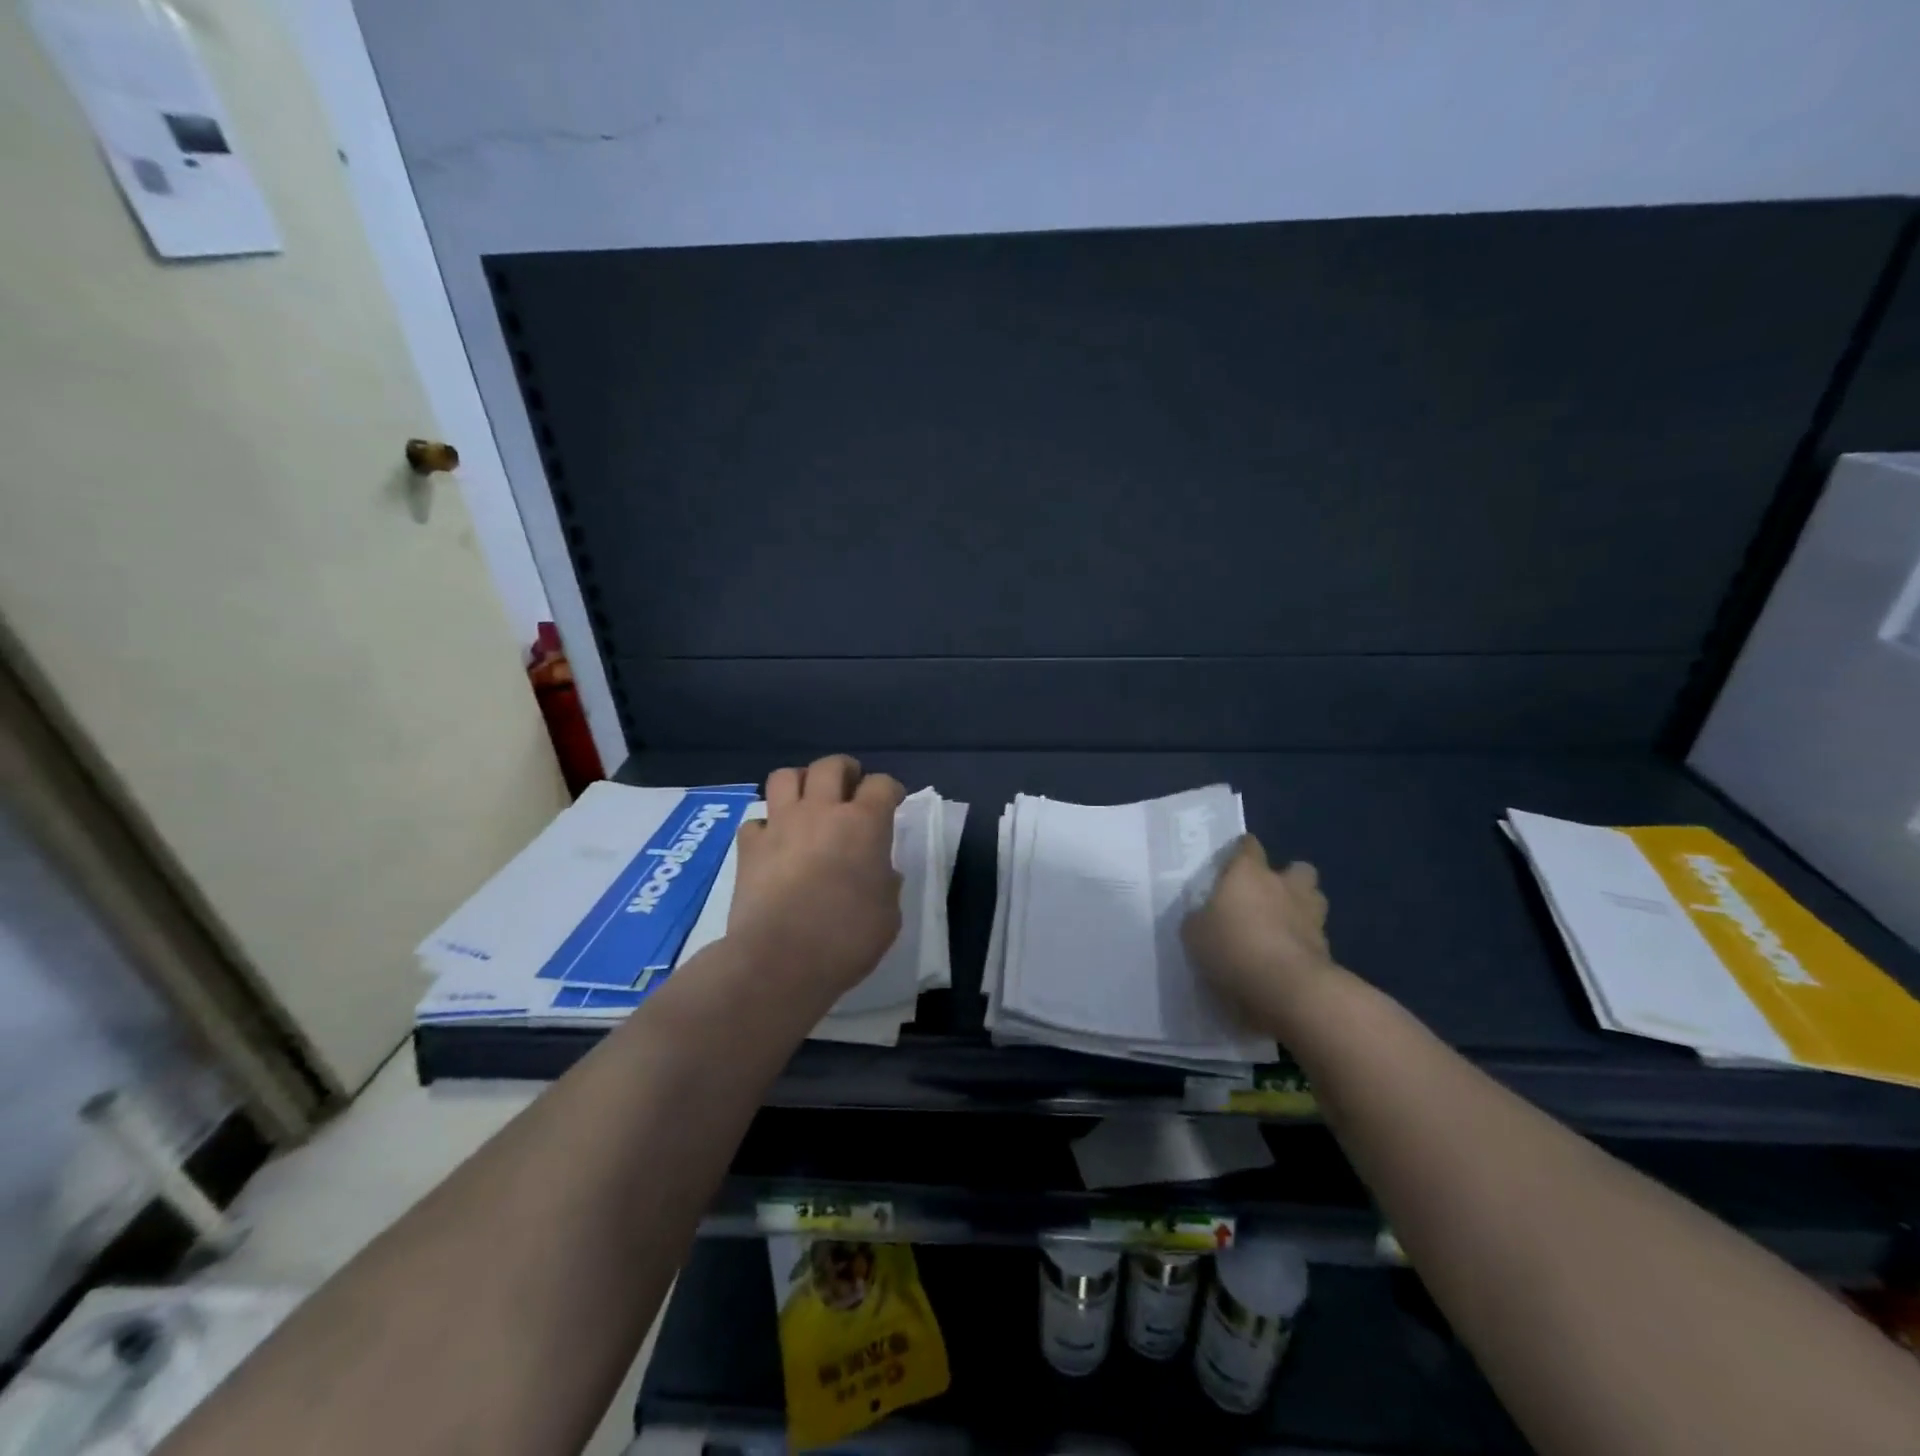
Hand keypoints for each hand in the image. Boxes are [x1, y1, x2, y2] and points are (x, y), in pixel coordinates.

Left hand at [729, 754, 904, 1001]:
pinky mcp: (749, 847)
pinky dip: (765, 827)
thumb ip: (886, 883)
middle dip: (844, 770)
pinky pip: (755, 821)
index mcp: (864, 823)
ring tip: (807, 802)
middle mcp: (821, 811)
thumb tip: (880, 873)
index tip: (893, 801)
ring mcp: (780, 825)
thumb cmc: (847, 938)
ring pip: (785, 776)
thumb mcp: (888, 914)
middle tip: (850, 788)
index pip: (881, 784)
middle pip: (830, 766)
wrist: (780, 959)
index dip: (890, 789)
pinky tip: (773, 843)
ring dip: (800, 783)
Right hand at [1182, 836, 1336, 1022]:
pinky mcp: (1328, 948)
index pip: (1249, 846)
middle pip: (1297, 868)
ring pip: (1314, 900)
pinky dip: (1305, 944)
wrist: (1287, 989)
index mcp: (1249, 872)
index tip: (1231, 865)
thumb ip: (1200, 918)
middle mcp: (1284, 885)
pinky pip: (1315, 937)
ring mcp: (1311, 916)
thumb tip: (1203, 916)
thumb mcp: (1195, 933)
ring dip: (1302, 909)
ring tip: (1282, 928)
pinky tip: (1287, 960)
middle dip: (1288, 878)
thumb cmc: (1234, 947)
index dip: (1241, 852)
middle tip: (1267, 898)